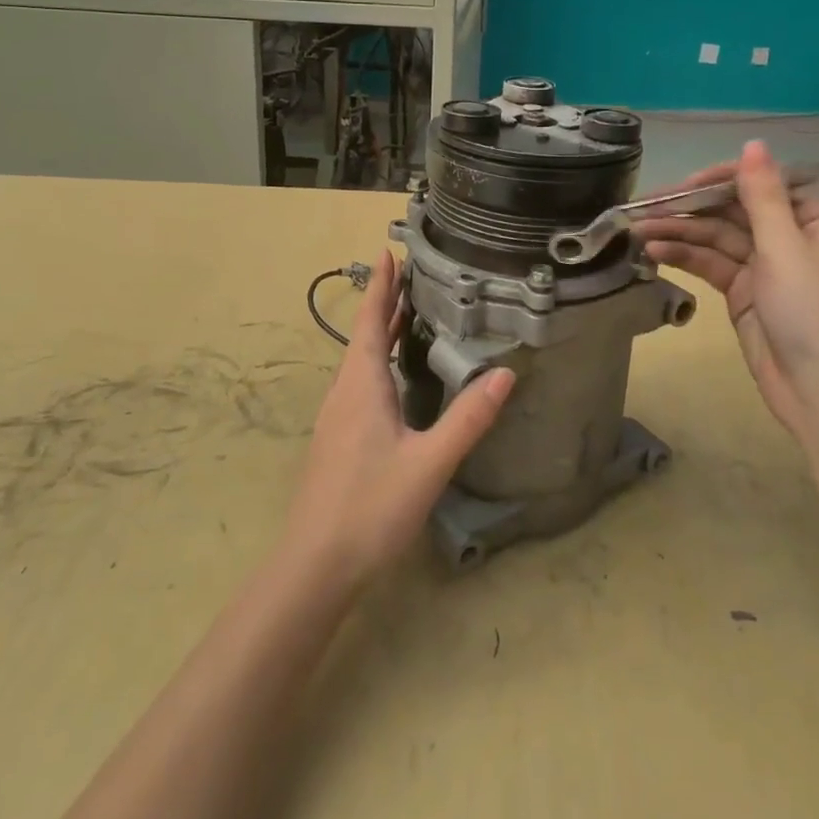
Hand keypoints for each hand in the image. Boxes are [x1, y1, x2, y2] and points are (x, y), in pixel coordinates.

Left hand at [281, 251, 515, 587]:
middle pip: (365, 336)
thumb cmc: (370, 507)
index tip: (387, 251)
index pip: (370, 321)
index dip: (380, 286)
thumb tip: (504, 374)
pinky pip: (361, 382)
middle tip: (411, 274)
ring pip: (361, 361)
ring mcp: (337, 417)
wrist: (314, 566)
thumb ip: (467, 419)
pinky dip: (380, 361)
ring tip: (409, 314)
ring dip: (381, 332)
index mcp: (361, 385)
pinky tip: (397, 378)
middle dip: (385, 303)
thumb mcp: (428, 463)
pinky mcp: (338, 440)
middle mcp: (344, 393)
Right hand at [634, 140, 818, 432]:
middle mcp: (794, 237)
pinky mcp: (747, 294)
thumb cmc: (814, 313)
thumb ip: (762, 196)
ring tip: (638, 231)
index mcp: (818, 219)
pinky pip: (713, 265)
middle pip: (736, 211)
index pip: (764, 185)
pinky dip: (687, 258)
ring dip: (681, 233)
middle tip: (644, 207)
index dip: (721, 180)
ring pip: (719, 238)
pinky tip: (655, 253)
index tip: (681, 185)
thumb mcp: (786, 248)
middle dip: (692, 208)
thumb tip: (753, 143)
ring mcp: (769, 267)